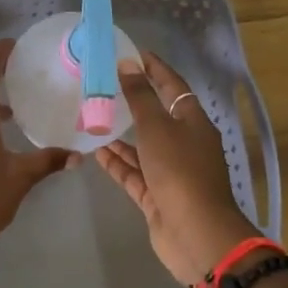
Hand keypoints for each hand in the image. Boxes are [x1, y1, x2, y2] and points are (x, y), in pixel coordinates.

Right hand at [95, 51, 258, 286]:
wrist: (196, 234)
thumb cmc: (180, 171)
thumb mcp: (157, 127)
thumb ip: (140, 96)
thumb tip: (128, 64)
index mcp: (193, 122)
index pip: (173, 87)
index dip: (154, 69)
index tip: (133, 53)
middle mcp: (185, 144)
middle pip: (157, 117)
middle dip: (132, 102)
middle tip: (103, 85)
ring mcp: (171, 172)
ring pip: (142, 147)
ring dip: (120, 134)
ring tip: (92, 117)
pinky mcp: (157, 195)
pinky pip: (134, 173)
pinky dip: (117, 162)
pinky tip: (95, 151)